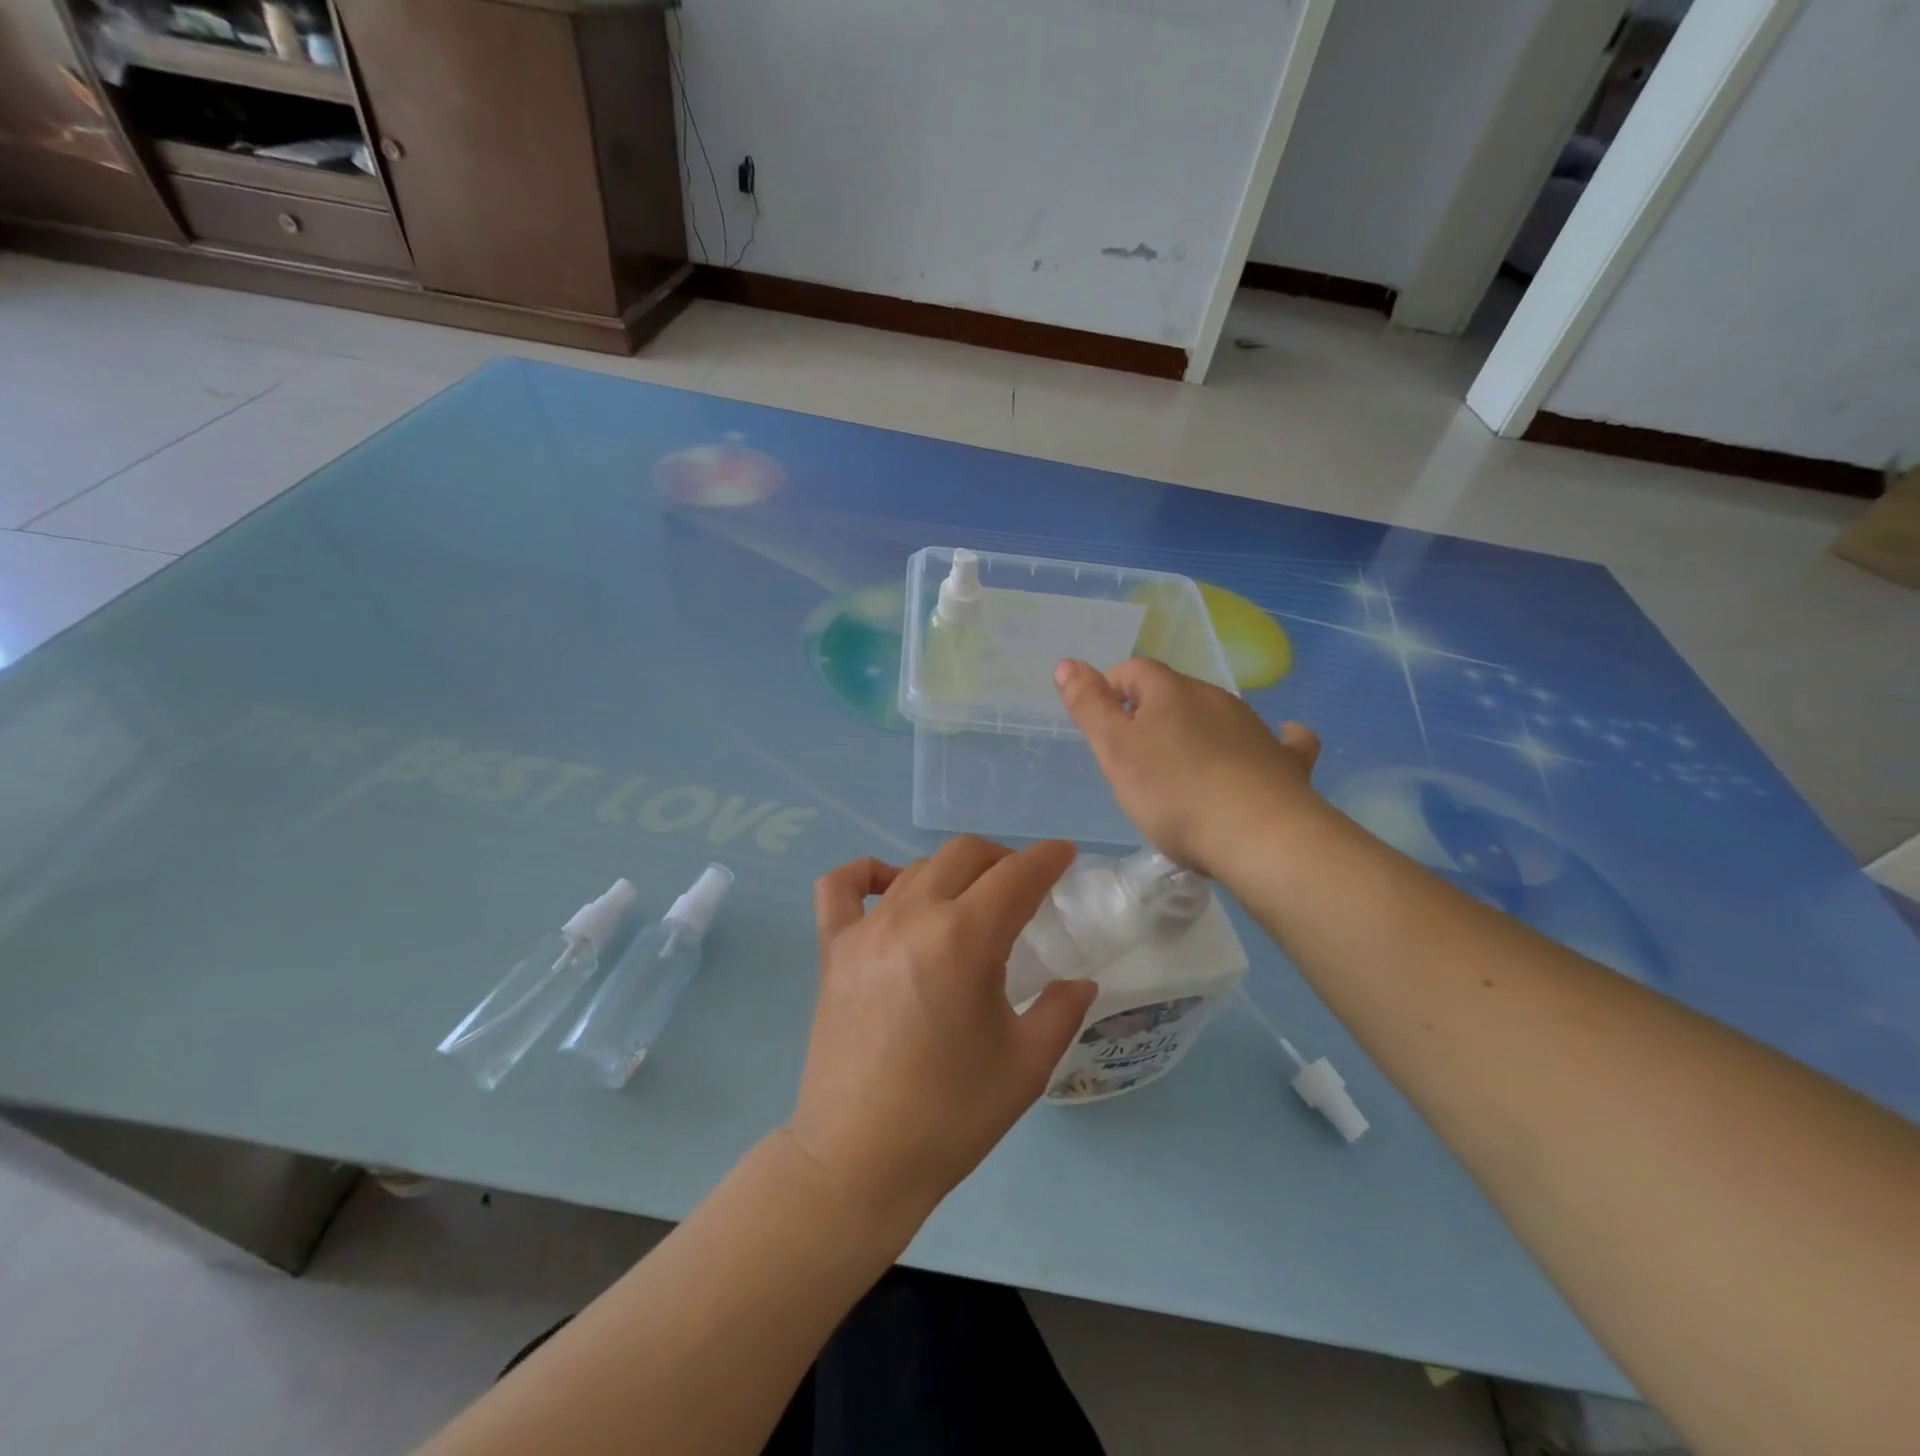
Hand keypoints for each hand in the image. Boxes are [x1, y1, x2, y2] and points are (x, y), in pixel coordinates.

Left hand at [785, 839, 1098, 1233]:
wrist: (860, 1160)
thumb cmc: (951, 1115)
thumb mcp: (1027, 1066)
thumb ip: (1061, 1011)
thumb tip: (1079, 983)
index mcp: (964, 940)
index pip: (1016, 875)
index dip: (1047, 858)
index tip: (1064, 855)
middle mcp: (912, 916)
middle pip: (964, 855)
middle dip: (1003, 858)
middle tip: (1024, 885)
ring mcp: (865, 929)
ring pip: (916, 868)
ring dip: (953, 872)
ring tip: (971, 899)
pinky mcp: (833, 949)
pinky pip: (840, 888)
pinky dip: (867, 873)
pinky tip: (889, 887)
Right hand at [1054, 657, 1321, 877]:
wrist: (1261, 837)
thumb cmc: (1173, 794)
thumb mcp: (1115, 751)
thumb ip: (1089, 707)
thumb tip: (1068, 663)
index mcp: (1170, 692)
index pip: (1134, 670)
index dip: (1112, 687)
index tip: (1102, 721)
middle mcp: (1215, 698)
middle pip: (1175, 692)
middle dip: (1152, 713)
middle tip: (1135, 757)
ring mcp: (1255, 727)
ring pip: (1218, 715)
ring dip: (1197, 730)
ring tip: (1183, 771)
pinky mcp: (1285, 760)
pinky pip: (1279, 739)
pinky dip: (1270, 739)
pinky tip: (1274, 744)